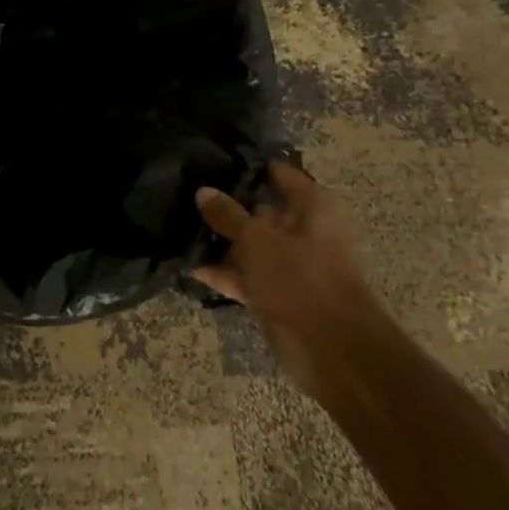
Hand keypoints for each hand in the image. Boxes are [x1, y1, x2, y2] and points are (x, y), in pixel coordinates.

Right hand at [190, 162, 374, 395]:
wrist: (333, 351)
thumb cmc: (301, 278)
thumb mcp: (257, 239)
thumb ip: (227, 214)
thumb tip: (203, 191)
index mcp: (312, 206)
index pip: (276, 172)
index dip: (244, 165)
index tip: (208, 158)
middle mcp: (302, 229)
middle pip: (258, 208)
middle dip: (224, 203)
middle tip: (182, 190)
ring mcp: (289, 263)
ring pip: (248, 243)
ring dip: (218, 240)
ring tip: (176, 223)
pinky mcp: (276, 293)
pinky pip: (244, 274)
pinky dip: (221, 271)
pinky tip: (187, 263)